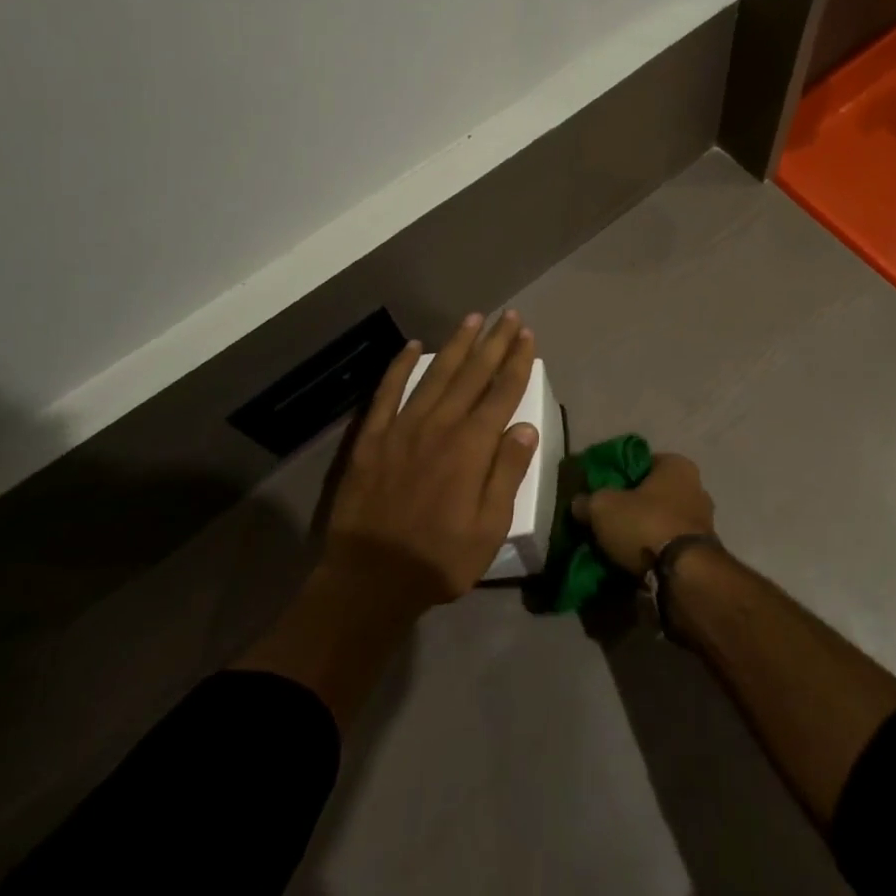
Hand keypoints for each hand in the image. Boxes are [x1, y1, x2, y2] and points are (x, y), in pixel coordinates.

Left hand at [322, 310, 539, 608]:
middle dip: (494, 343)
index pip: (502, 393)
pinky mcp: (372, 438)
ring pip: (435, 375)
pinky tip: (413, 347)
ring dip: (456, 345)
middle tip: (509, 316)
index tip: (527, 337)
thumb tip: (526, 427)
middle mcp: (440, 426)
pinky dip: (401, 366)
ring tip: (473, 319)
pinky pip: (388, 391)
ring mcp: (402, 428)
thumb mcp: (489, 528)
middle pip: (472, 374)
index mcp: (472, 447)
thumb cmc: (438, 559)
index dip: (517, 362)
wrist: (369, 579)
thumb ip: (507, 473)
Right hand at [576, 451, 714, 573]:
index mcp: (677, 466)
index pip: (642, 462)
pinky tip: (635, 561)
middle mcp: (696, 487)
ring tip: (617, 545)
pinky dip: (654, 551)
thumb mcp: (603, 507)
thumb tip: (579, 503)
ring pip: (662, 520)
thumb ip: (588, 501)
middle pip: (653, 493)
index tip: (600, 490)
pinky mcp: (703, 552)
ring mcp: (704, 521)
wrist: (683, 575)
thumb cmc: (645, 525)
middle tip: (606, 520)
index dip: (619, 474)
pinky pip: (670, 545)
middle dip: (631, 506)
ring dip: (643, 531)